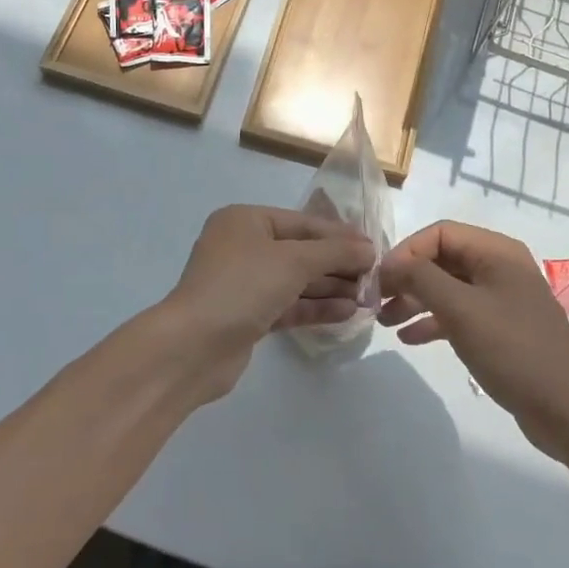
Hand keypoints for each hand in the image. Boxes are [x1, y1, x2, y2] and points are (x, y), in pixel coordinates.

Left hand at [159, 205, 375, 400]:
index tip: (374, 248)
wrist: (193, 347)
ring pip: (296, 280)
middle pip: (301, 251)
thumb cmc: (242, 286)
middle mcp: (243, 246)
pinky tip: (347, 312)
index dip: (340, 235)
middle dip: (337, 264)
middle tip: (375, 277)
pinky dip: (315, 307)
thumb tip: (369, 249)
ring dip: (331, 287)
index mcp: (246, 220)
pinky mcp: (247, 316)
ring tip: (368, 297)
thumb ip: (334, 252)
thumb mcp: (293, 261)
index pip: (303, 223)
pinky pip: (288, 305)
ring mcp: (244, 283)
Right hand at [380, 221, 568, 460]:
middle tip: (376, 301)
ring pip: (448, 288)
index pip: (440, 233)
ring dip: (415, 300)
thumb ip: (421, 279)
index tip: (379, 280)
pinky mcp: (501, 329)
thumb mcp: (461, 310)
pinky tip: (409, 338)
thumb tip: (389, 264)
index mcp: (497, 252)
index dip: (406, 251)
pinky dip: (433, 321)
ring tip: (384, 321)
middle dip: (408, 277)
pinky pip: (459, 314)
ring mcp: (501, 299)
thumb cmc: (514, 350)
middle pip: (442, 259)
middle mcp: (500, 267)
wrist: (568, 412)